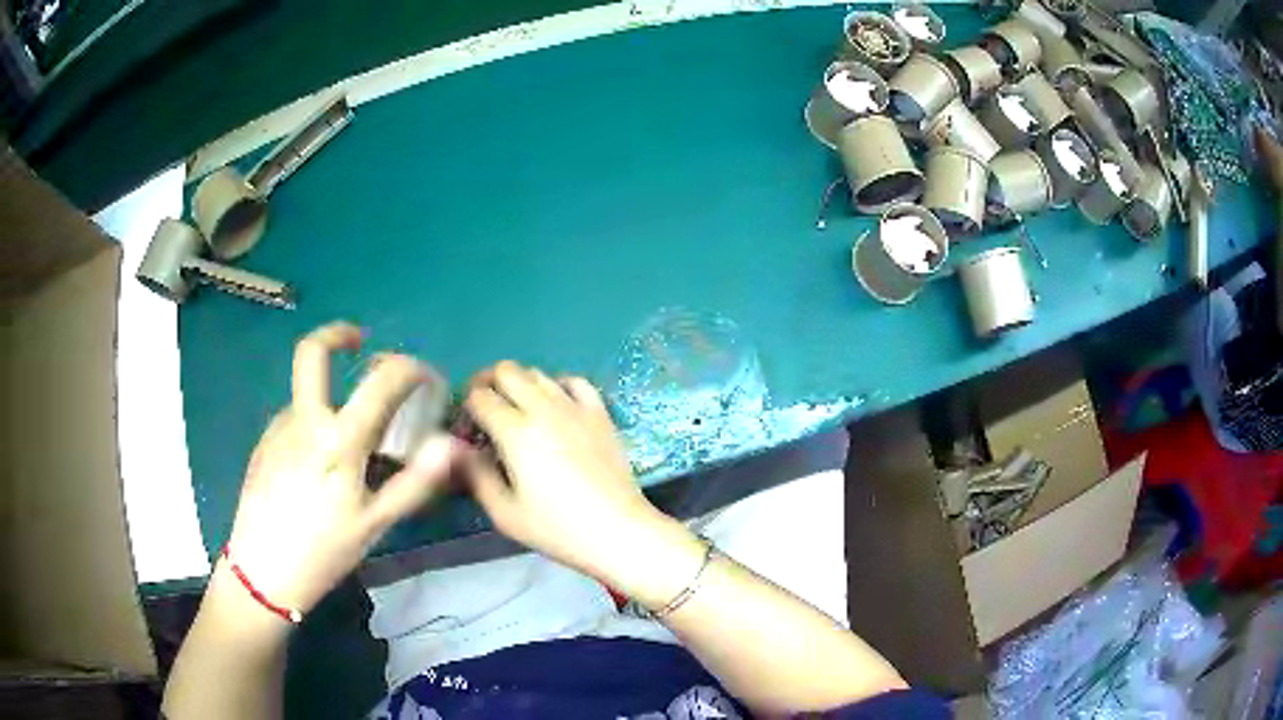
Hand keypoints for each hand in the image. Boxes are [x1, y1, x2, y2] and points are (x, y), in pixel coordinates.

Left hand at [225, 322, 457, 614]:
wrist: (262, 572)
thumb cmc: (324, 551)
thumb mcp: (375, 523)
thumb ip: (413, 481)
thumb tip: (451, 445)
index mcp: (338, 439)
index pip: (381, 380)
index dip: (409, 368)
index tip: (423, 376)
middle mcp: (303, 420)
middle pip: (313, 351)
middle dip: (339, 334)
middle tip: (360, 343)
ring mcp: (278, 428)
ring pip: (306, 391)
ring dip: (331, 394)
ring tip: (349, 436)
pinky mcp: (263, 442)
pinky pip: (295, 418)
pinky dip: (314, 422)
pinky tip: (320, 462)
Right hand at [462, 362, 703, 602]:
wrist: (618, 530)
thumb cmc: (558, 528)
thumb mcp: (504, 513)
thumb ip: (476, 476)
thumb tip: (461, 451)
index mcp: (516, 432)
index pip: (479, 397)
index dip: (466, 408)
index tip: (467, 431)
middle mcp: (543, 409)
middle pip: (506, 370)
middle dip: (487, 383)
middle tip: (484, 410)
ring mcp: (575, 407)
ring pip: (537, 373)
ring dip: (519, 384)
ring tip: (516, 411)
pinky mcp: (600, 413)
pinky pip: (574, 381)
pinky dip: (556, 385)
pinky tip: (554, 405)